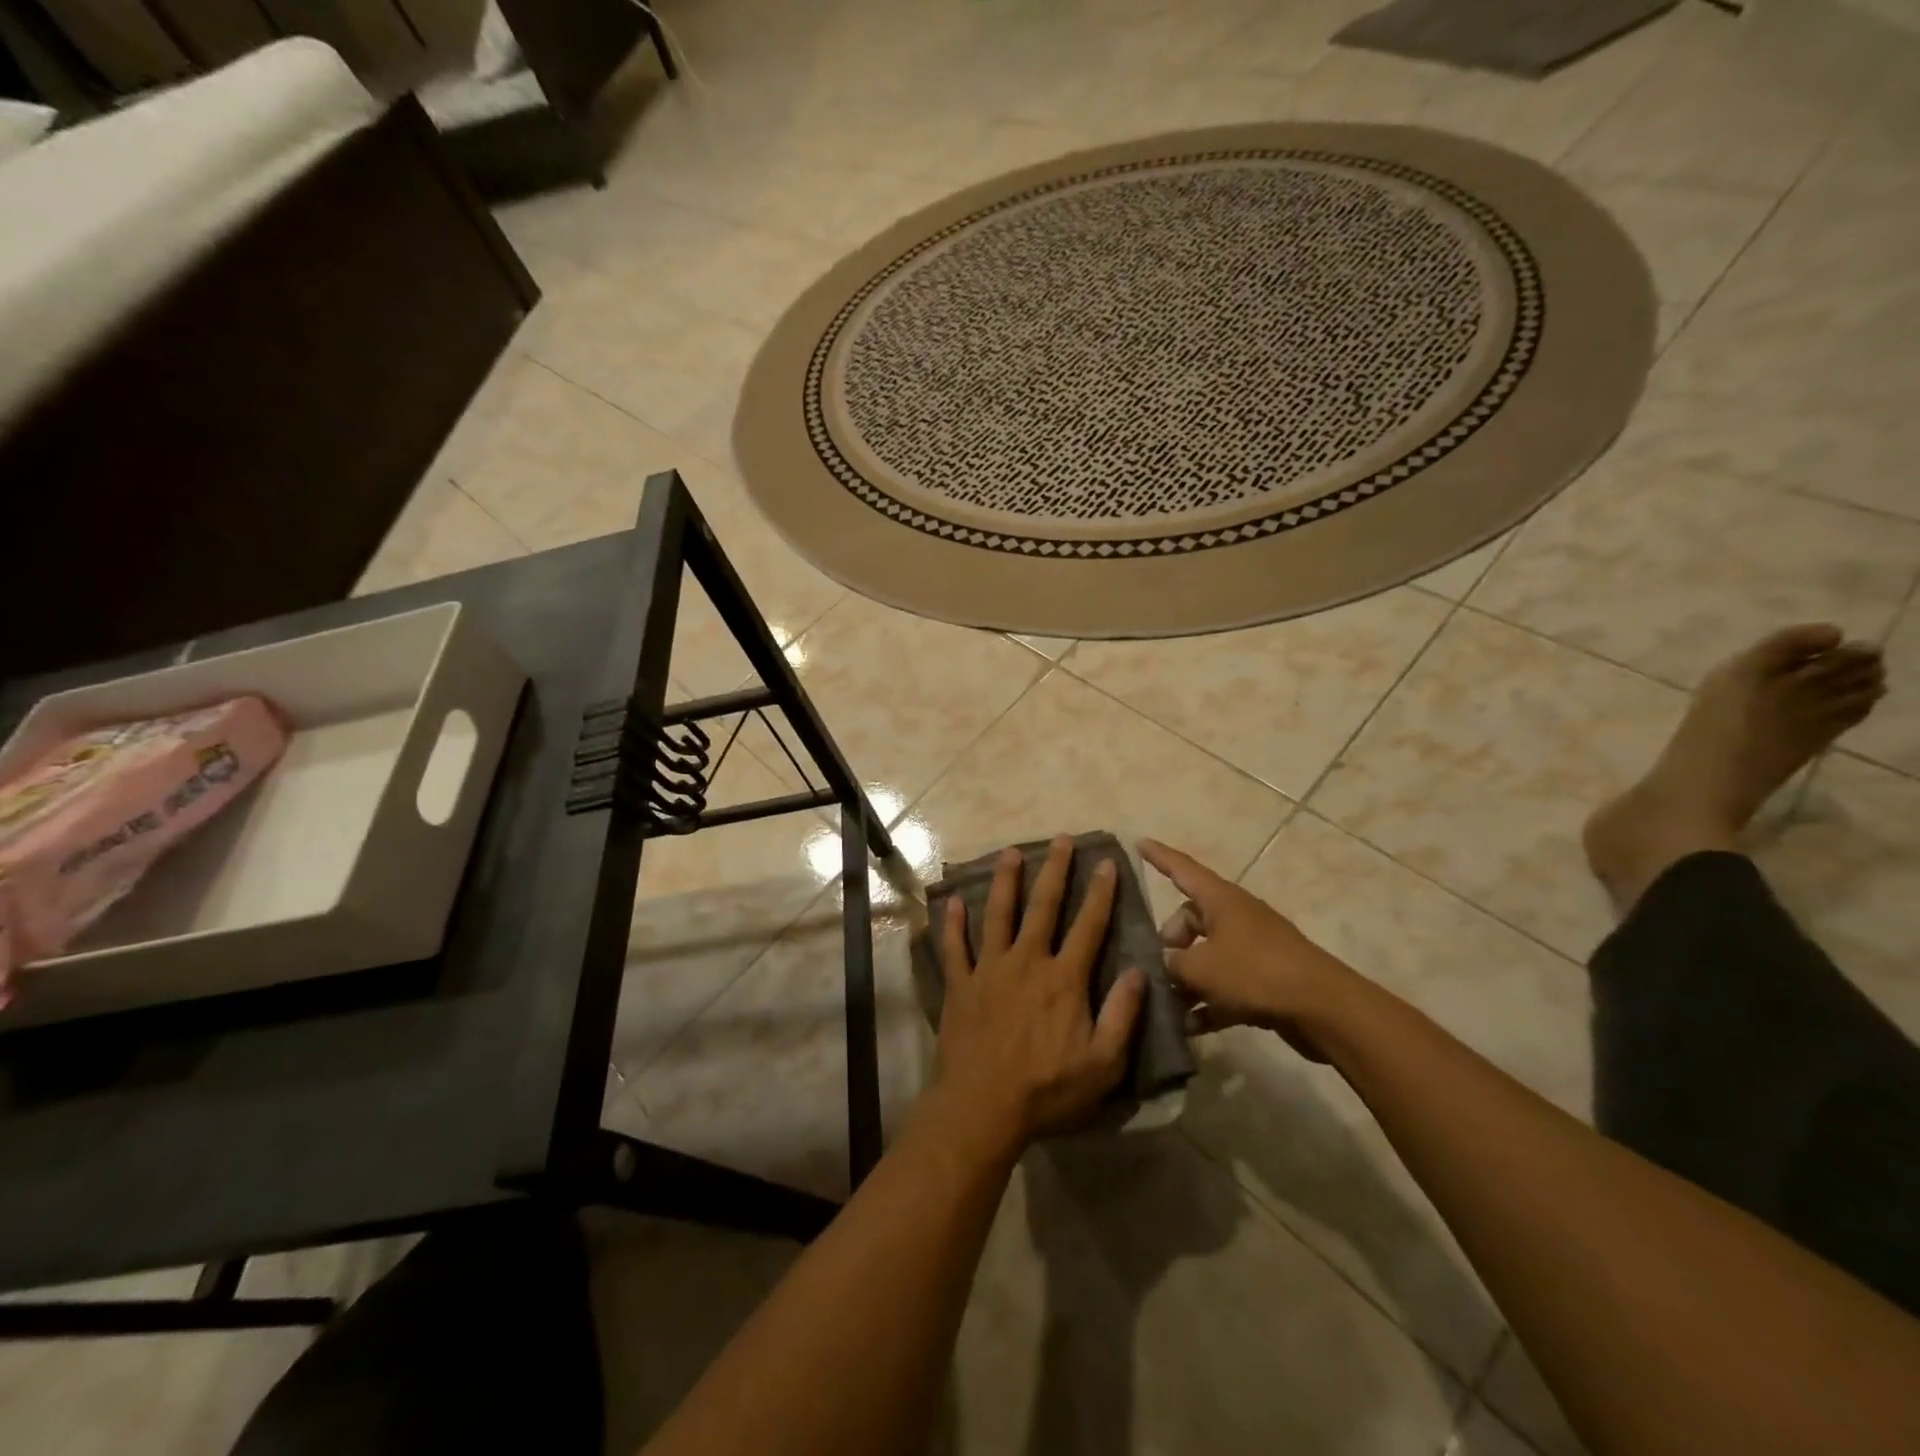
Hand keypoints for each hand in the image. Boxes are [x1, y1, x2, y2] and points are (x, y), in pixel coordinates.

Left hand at [929, 836, 1146, 1150]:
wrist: (982, 1108)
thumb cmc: (1047, 1090)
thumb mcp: (1103, 1064)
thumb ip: (1123, 1015)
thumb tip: (1139, 971)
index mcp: (1064, 979)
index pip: (1089, 926)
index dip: (1100, 893)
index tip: (1106, 862)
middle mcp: (1027, 962)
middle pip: (1044, 907)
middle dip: (1055, 871)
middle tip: (1061, 839)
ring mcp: (989, 970)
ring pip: (998, 915)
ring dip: (1006, 882)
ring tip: (1010, 852)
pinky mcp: (960, 984)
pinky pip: (955, 947)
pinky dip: (953, 923)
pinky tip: (953, 901)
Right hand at [1141, 839, 1357, 1058]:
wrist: (1322, 1009)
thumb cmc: (1255, 973)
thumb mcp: (1200, 968)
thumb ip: (1171, 964)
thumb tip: (1162, 965)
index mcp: (1220, 900)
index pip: (1182, 869)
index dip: (1159, 857)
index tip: (1139, 842)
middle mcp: (1235, 917)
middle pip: (1191, 919)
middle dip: (1169, 941)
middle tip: (1155, 966)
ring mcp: (1252, 949)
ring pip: (1206, 955)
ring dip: (1185, 978)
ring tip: (1164, 1002)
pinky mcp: (1264, 980)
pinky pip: (1224, 985)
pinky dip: (1207, 1002)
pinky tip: (1189, 1028)